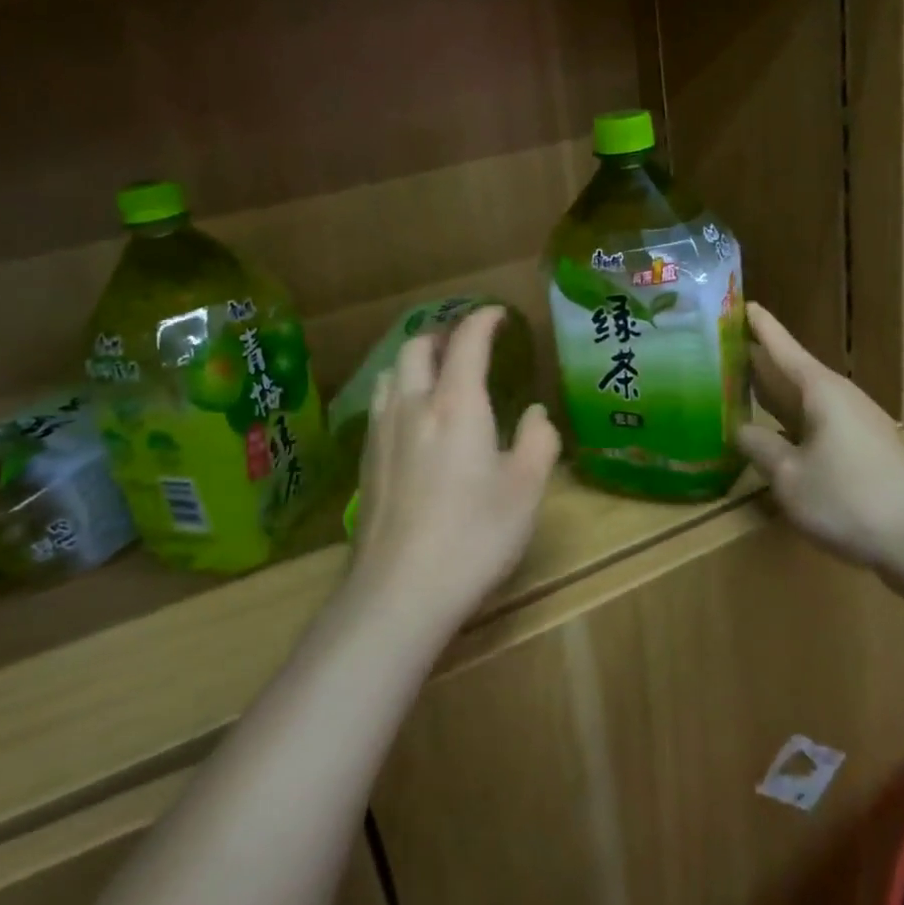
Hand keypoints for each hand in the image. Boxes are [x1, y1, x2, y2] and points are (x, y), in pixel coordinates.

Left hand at [350, 306, 559, 632]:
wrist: (400, 590)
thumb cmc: (474, 535)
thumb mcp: (525, 488)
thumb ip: (537, 440)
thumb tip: (534, 413)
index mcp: (456, 404)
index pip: (466, 342)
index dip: (483, 320)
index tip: (498, 315)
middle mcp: (413, 405)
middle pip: (417, 346)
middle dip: (443, 334)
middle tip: (467, 343)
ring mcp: (382, 432)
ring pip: (391, 372)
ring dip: (415, 359)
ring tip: (436, 373)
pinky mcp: (366, 460)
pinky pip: (380, 404)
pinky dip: (400, 390)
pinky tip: (413, 418)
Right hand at [735, 301, 903, 569]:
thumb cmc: (849, 499)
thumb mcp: (790, 477)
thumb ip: (760, 448)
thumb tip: (740, 429)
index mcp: (821, 391)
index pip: (783, 348)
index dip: (760, 327)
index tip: (742, 303)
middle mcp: (840, 398)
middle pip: (793, 371)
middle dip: (761, 361)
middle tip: (723, 349)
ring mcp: (857, 424)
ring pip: (806, 400)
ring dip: (775, 394)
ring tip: (740, 388)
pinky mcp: (865, 451)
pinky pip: (818, 423)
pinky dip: (792, 421)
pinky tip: (776, 436)